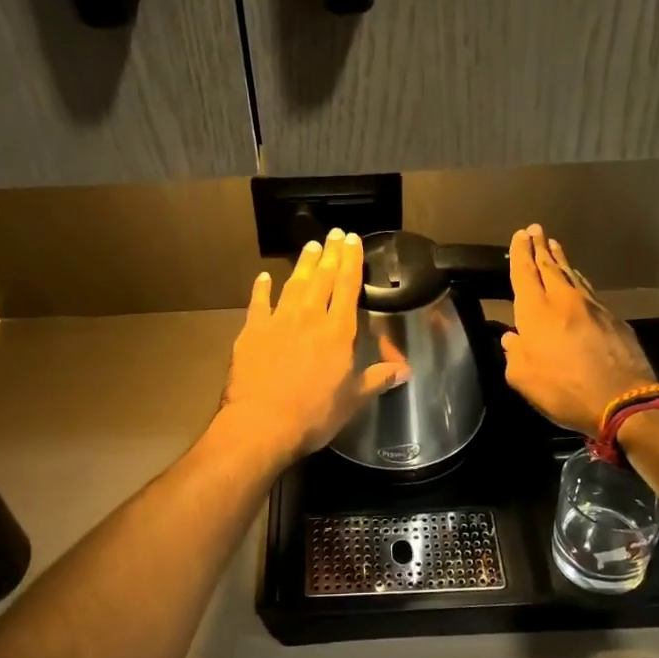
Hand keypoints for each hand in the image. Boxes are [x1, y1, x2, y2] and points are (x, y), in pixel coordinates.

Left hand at [220, 229, 408, 466]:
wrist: (262, 423)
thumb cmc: (314, 415)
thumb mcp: (353, 400)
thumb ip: (377, 379)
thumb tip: (405, 370)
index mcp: (338, 331)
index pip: (348, 286)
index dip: (351, 261)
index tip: (353, 240)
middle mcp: (310, 317)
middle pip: (322, 277)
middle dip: (330, 253)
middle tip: (334, 233)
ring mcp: (279, 320)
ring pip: (294, 284)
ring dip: (303, 264)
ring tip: (310, 246)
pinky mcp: (252, 331)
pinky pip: (258, 303)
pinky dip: (261, 288)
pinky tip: (263, 277)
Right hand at [501, 225, 655, 435]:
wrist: (624, 400)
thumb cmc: (564, 389)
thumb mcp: (523, 379)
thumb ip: (514, 354)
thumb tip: (512, 339)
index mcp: (536, 311)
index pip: (525, 273)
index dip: (520, 253)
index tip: (519, 235)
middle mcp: (563, 300)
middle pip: (549, 266)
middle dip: (540, 247)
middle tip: (535, 229)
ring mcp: (592, 307)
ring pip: (571, 275)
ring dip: (560, 260)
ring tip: (554, 247)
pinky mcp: (613, 319)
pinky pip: (589, 290)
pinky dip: (578, 280)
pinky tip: (577, 280)